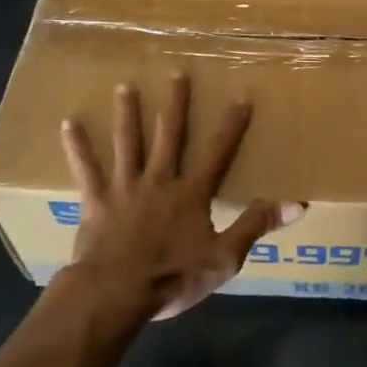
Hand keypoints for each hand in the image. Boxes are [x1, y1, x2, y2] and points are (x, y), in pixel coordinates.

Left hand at [60, 73, 302, 320]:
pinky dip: (77, 147)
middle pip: (169, 134)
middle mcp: (159, 179)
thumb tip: (297, 203)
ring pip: (127, 142)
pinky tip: (68, 124)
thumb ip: (257, 225)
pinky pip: (86, 170)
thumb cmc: (173, 277)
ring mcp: (125, 187)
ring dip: (127, 113)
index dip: (231, 125)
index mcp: (191, 193)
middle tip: (177, 72)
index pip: (218, 151)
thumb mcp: (225, 257)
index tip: (240, 96)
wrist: (116, 293)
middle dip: (175, 103)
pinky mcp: (97, 201)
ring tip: (125, 86)